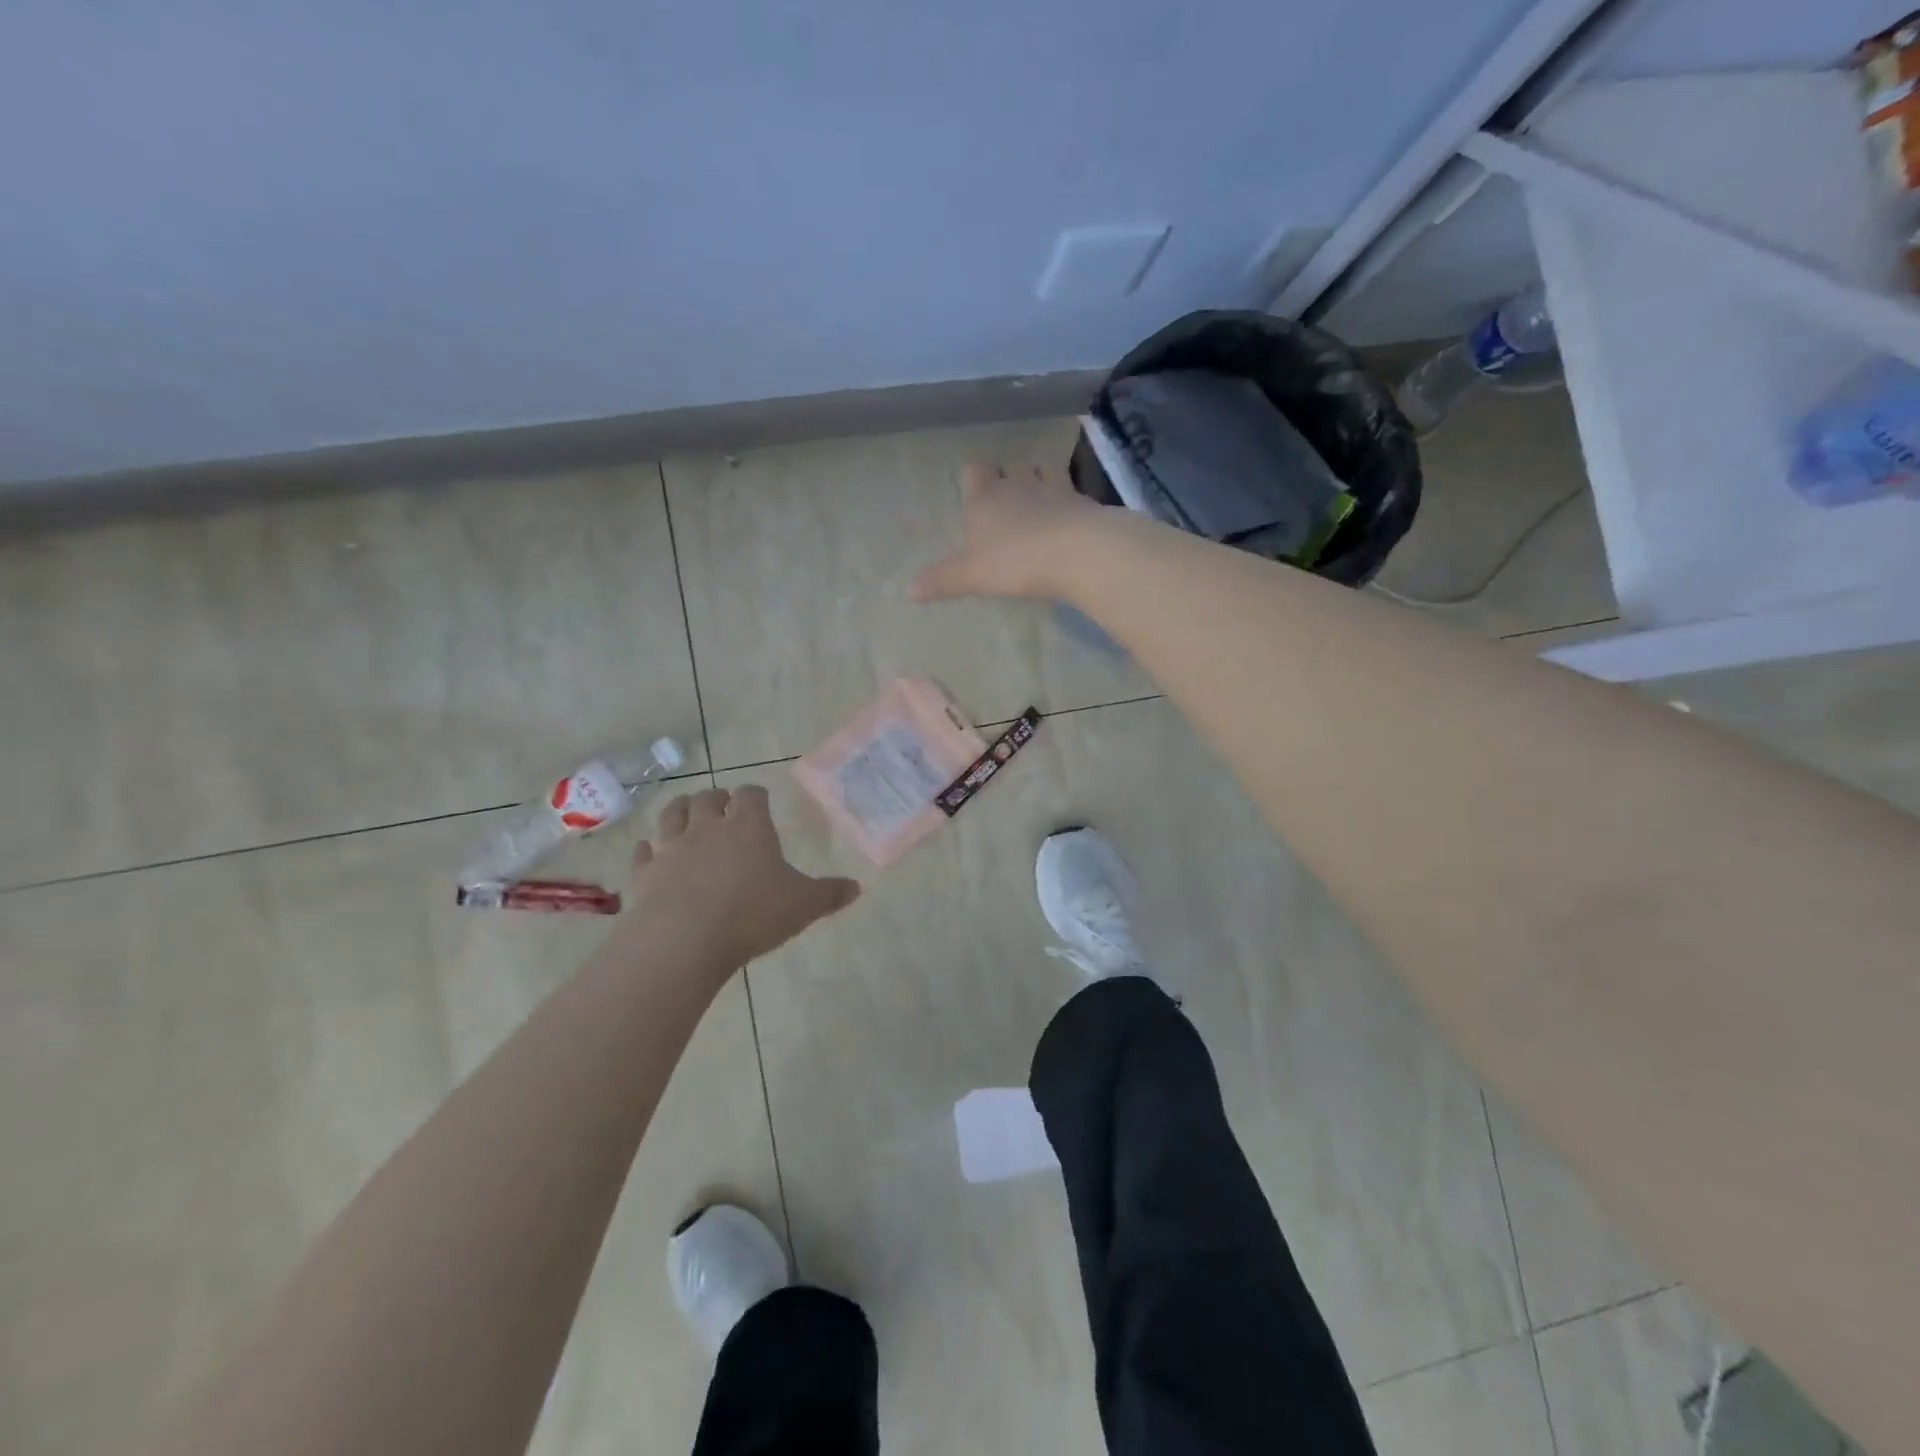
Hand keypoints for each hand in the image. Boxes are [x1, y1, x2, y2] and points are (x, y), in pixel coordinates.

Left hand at [622, 786, 858, 975]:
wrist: (683, 940)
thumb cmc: (751, 915)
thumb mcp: (803, 906)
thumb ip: (830, 894)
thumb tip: (857, 887)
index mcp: (748, 826)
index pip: (751, 794)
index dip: (756, 795)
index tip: (761, 802)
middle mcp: (707, 828)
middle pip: (708, 798)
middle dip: (717, 799)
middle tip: (725, 808)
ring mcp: (671, 848)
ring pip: (672, 815)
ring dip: (681, 810)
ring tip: (687, 813)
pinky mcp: (644, 874)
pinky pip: (643, 853)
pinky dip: (648, 850)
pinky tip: (650, 853)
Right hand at [911, 461, 1108, 601]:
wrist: (1076, 552)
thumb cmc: (1014, 561)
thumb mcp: (972, 576)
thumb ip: (943, 580)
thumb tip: (909, 590)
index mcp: (984, 497)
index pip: (975, 471)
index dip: (975, 479)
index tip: (976, 492)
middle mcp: (1017, 484)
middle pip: (1010, 468)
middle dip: (1009, 479)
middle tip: (1008, 502)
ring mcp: (1053, 488)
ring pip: (1043, 471)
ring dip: (1040, 482)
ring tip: (1040, 502)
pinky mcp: (1082, 501)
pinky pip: (1072, 493)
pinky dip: (1068, 501)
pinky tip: (1069, 516)